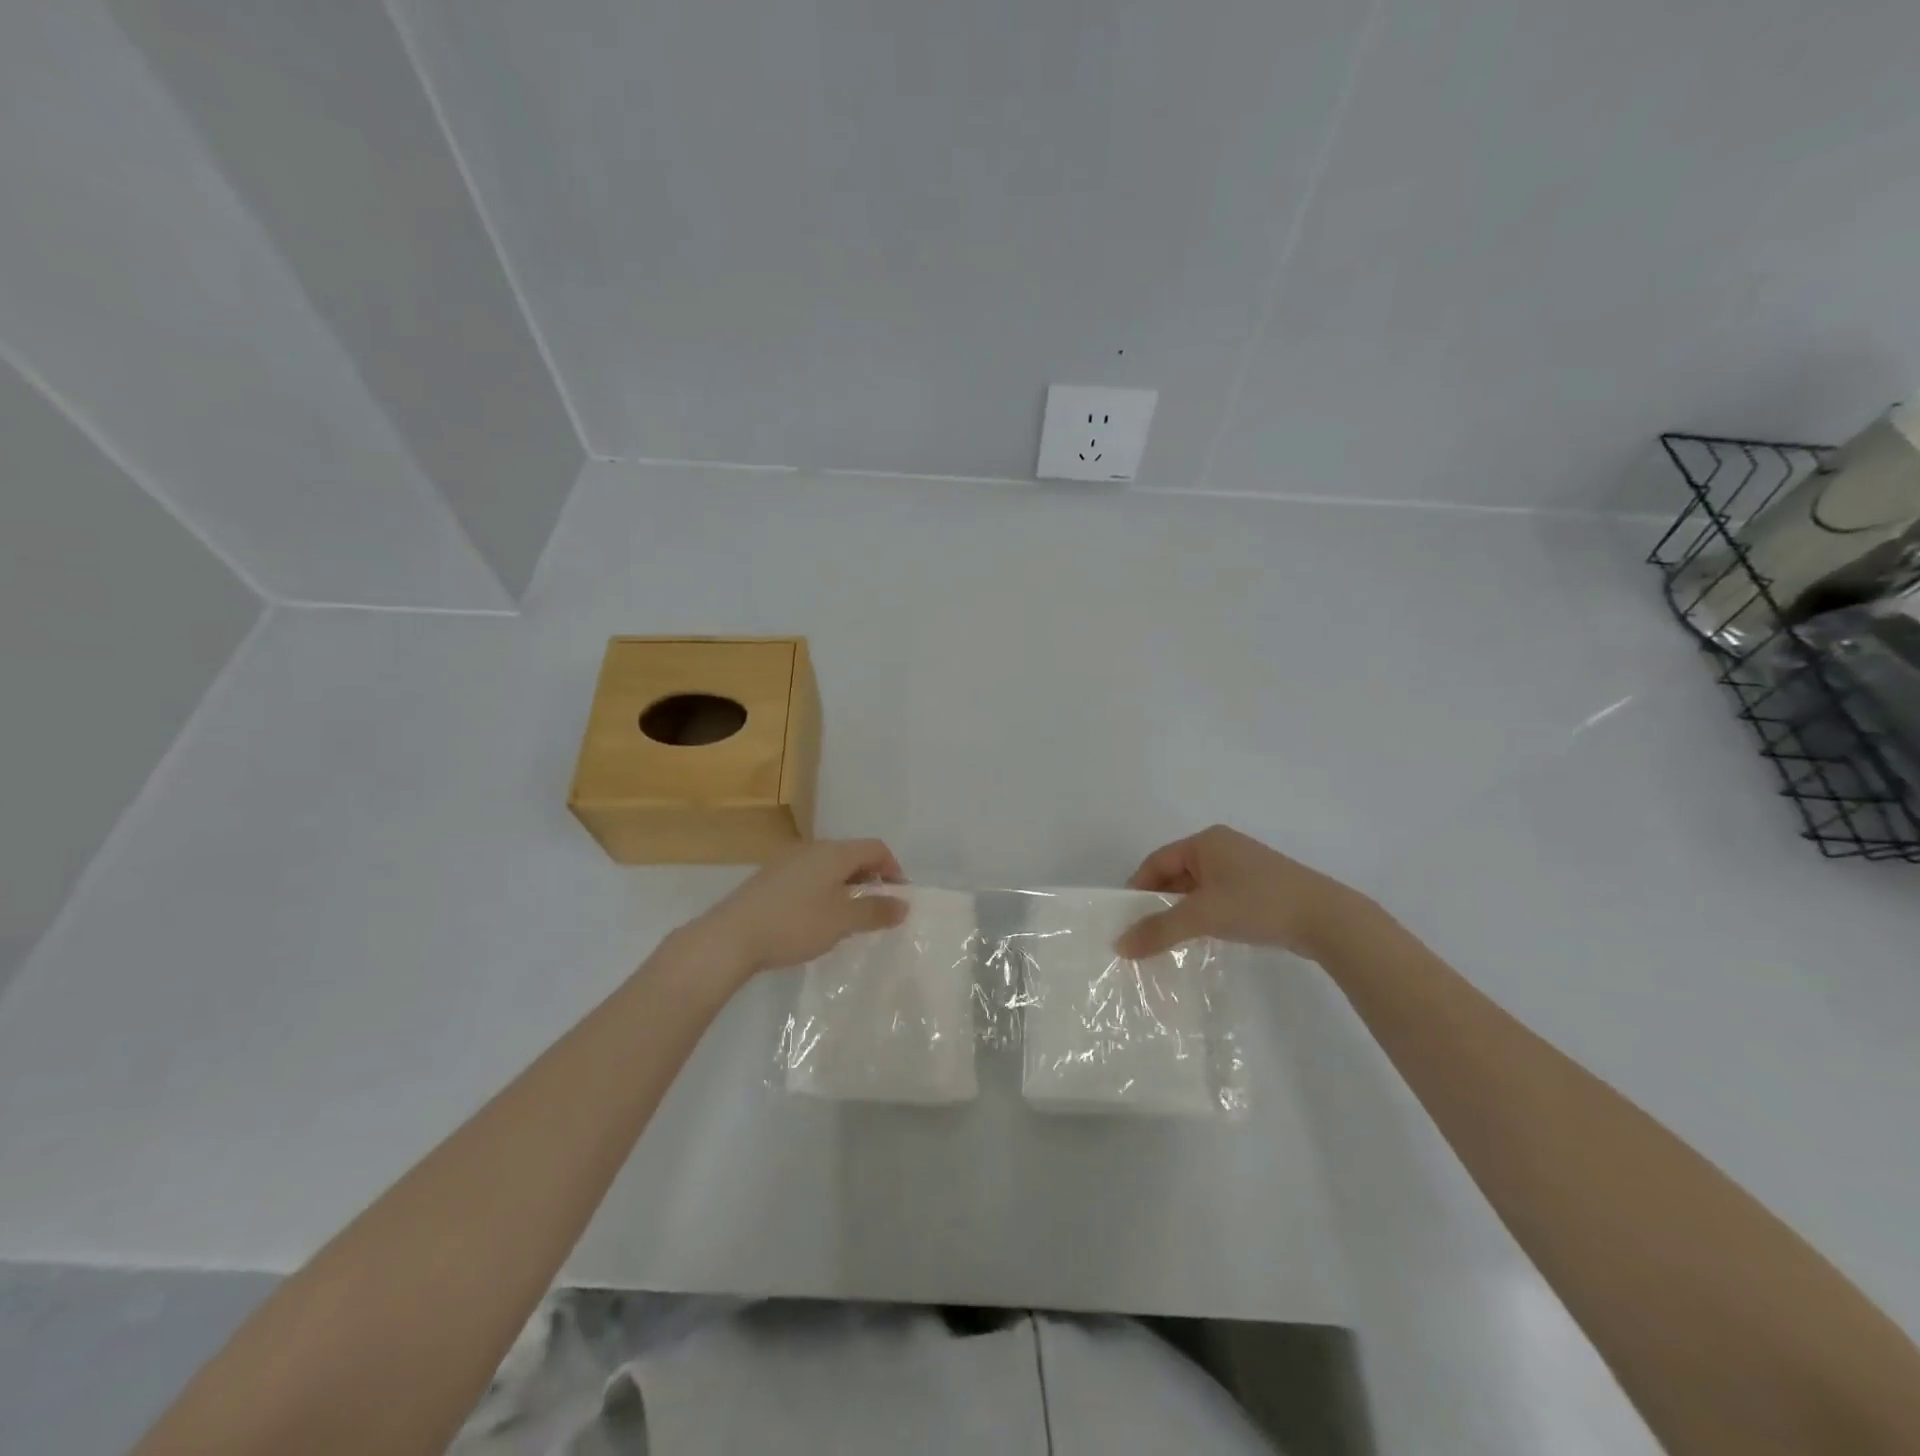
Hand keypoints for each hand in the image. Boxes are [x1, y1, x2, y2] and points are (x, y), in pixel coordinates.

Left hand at [681, 838, 907, 982]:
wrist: (731, 937)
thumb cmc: (794, 924)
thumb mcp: (842, 921)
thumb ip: (875, 911)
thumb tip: (903, 905)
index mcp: (834, 852)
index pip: (876, 848)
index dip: (894, 869)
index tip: (898, 899)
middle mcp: (812, 849)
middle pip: (852, 855)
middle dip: (870, 880)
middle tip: (876, 910)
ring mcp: (788, 862)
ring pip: (829, 867)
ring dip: (846, 887)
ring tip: (848, 918)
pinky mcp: (770, 879)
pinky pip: (809, 877)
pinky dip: (824, 892)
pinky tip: (816, 919)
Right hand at [1114, 825, 1375, 960]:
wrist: (1327, 918)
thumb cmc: (1258, 903)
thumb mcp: (1203, 916)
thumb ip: (1159, 929)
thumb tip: (1120, 945)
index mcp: (1205, 841)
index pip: (1157, 861)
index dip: (1137, 888)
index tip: (1125, 918)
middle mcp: (1222, 847)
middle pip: (1175, 873)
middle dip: (1158, 902)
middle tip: (1143, 931)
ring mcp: (1243, 867)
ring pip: (1197, 887)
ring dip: (1181, 910)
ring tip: (1169, 938)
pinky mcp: (1259, 887)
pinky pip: (1218, 897)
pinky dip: (1204, 914)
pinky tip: (1202, 936)